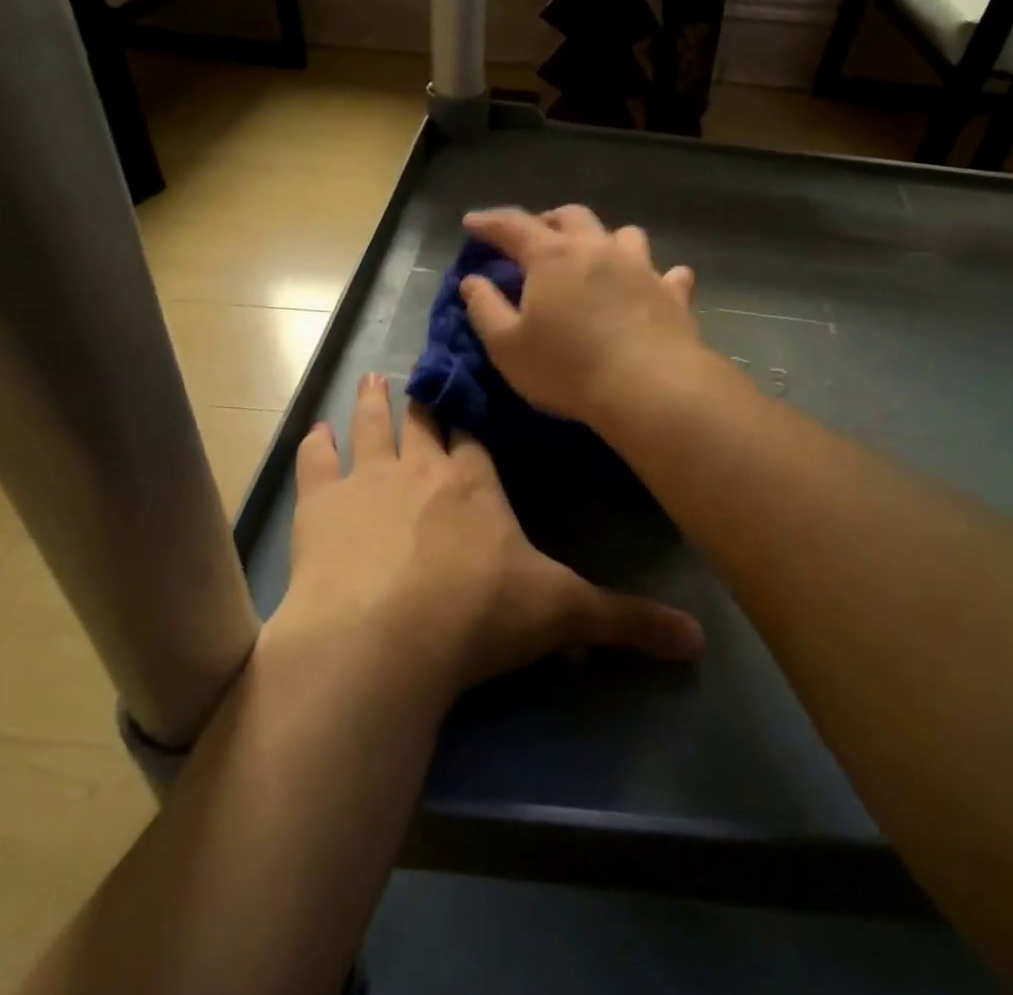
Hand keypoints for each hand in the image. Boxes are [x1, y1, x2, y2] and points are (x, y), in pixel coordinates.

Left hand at [272, 371, 704, 700]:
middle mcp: (423, 469)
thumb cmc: (476, 616)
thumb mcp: (561, 614)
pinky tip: (314, 433)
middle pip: (425, 420)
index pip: (477, 435)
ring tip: (372, 378)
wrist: (382, 642)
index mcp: (475, 483)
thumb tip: (698, 642)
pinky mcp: (320, 510)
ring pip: (373, 428)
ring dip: (373, 404)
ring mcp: (368, 483)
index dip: (475, 415)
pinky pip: (318, 466)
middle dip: (425, 398)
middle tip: (419, 370)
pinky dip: (316, 449)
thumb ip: (626, 620)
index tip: (473, 390)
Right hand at [460, 205, 708, 426]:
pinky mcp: (673, 292)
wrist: (649, 387)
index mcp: (552, 256)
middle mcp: (598, 248)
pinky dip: (657, 275)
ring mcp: (641, 267)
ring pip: (624, 234)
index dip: (489, 222)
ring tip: (595, 256)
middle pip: (571, 216)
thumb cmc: (568, 368)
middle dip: (548, 220)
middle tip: (535, 237)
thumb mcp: (507, 346)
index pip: (513, 226)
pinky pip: (669, 273)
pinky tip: (654, 285)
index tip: (472, 222)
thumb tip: (472, 280)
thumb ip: (485, 308)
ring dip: (605, 239)